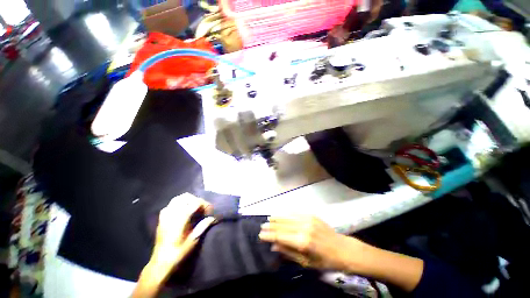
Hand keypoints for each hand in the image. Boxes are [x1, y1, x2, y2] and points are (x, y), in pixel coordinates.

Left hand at [149, 193, 214, 276]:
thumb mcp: (193, 240)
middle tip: (202, 209)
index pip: (196, 202)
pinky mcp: (161, 218)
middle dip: (196, 200)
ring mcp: (165, 215)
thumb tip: (214, 218)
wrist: (161, 262)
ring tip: (194, 208)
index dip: (205, 204)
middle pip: (186, 197)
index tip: (210, 211)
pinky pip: (170, 205)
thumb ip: (203, 226)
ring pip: (178, 199)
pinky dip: (178, 204)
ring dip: (188, 200)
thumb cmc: (178, 252)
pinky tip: (182, 212)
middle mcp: (172, 213)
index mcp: (181, 217)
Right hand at [259, 215, 366, 270]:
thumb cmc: (324, 261)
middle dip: (271, 226)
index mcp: (302, 242)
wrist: (342, 249)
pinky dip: (287, 213)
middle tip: (262, 226)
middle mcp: (303, 227)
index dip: (269, 235)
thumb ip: (289, 252)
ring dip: (277, 218)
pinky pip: (296, 212)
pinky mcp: (312, 214)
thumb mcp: (306, 263)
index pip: (280, 236)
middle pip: (283, 225)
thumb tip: (274, 245)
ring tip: (269, 219)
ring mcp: (308, 219)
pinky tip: (281, 214)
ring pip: (288, 217)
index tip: (261, 235)